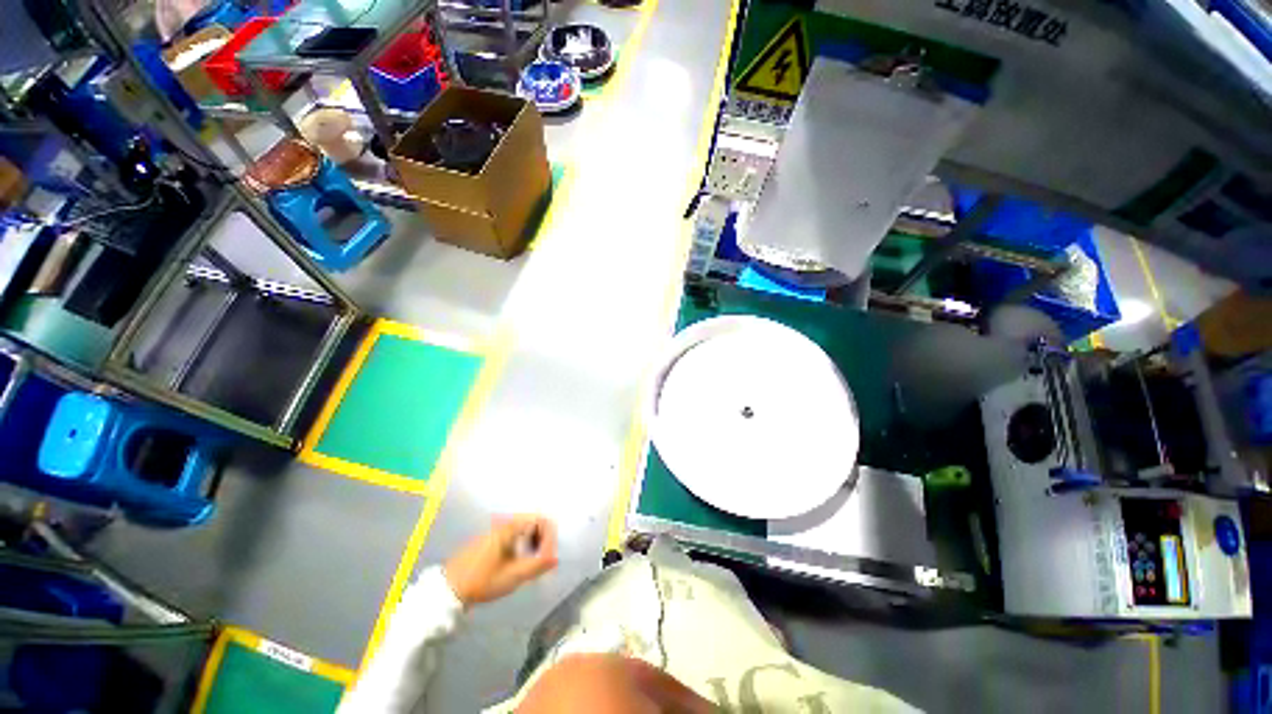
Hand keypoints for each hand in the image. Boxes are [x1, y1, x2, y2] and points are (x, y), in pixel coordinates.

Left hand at [444, 515, 557, 606]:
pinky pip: (515, 534)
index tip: (549, 557)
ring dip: (534, 542)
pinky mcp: (491, 539)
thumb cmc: (482, 581)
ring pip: (525, 528)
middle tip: (544, 560)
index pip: (541, 520)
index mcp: (510, 526)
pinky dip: (523, 544)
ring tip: (534, 562)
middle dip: (544, 539)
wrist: (448, 590)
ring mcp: (496, 530)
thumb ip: (537, 565)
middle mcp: (504, 523)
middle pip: (534, 522)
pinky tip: (519, 562)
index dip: (550, 537)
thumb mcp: (513, 576)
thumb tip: (556, 557)